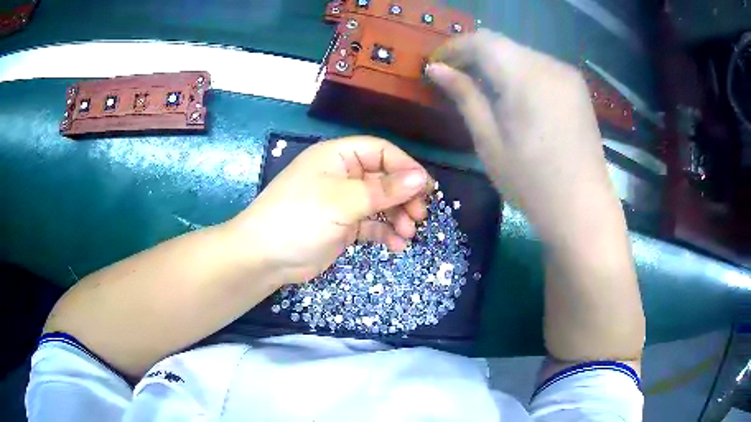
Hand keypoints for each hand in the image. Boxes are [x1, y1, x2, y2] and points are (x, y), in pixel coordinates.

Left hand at [228, 136, 433, 284]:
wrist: (265, 257)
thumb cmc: (300, 218)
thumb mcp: (343, 201)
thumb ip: (383, 190)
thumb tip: (422, 177)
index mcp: (338, 157)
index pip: (381, 152)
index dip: (405, 167)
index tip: (425, 189)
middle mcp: (342, 175)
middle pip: (384, 178)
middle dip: (404, 197)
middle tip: (420, 216)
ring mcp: (343, 202)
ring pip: (380, 203)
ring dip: (397, 217)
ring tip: (408, 234)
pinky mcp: (343, 226)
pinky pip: (371, 224)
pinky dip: (385, 232)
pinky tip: (396, 245)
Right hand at [426, 30, 618, 244]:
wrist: (582, 209)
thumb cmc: (531, 182)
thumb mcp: (489, 141)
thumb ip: (465, 97)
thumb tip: (436, 70)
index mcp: (526, 76)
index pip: (481, 41)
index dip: (454, 47)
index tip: (437, 66)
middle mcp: (550, 65)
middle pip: (502, 44)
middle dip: (474, 55)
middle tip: (455, 79)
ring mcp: (568, 75)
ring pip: (521, 54)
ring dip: (497, 64)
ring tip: (482, 90)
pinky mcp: (577, 88)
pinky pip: (540, 67)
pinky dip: (519, 73)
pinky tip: (513, 97)